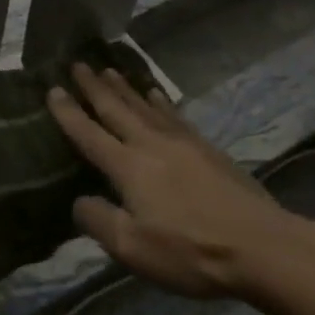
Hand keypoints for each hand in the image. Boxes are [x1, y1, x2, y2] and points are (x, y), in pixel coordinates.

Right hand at [47, 64, 303, 302]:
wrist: (262, 246)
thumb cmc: (191, 251)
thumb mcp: (133, 248)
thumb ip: (99, 221)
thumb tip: (79, 201)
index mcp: (128, 167)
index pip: (89, 134)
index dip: (68, 112)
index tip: (52, 89)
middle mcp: (151, 144)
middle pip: (116, 109)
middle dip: (94, 87)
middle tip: (78, 63)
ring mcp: (182, 142)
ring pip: (144, 106)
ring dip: (124, 87)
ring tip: (109, 69)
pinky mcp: (207, 148)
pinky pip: (173, 114)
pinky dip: (159, 100)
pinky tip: (155, 93)